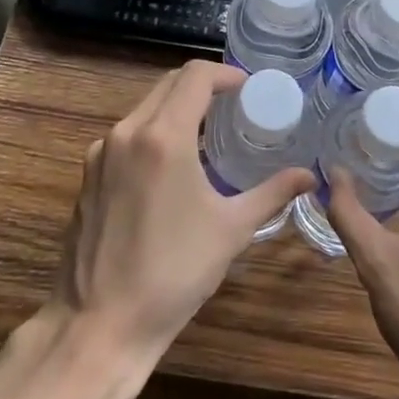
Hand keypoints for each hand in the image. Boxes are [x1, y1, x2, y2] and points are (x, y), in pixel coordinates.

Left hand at [52, 60, 314, 377]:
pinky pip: (127, 135)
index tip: (247, 89)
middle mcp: (128, 132)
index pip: (195, 76)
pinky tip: (171, 167)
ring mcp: (101, 152)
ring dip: (176, 109)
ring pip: (145, 108)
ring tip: (206, 135)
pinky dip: (153, 133)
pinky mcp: (88, 174)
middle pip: (168, 85)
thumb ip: (272, 193)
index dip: (225, 74)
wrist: (99, 324)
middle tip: (233, 107)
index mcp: (164, 137)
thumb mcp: (231, 230)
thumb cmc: (173, 274)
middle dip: (202, 87)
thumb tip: (309, 176)